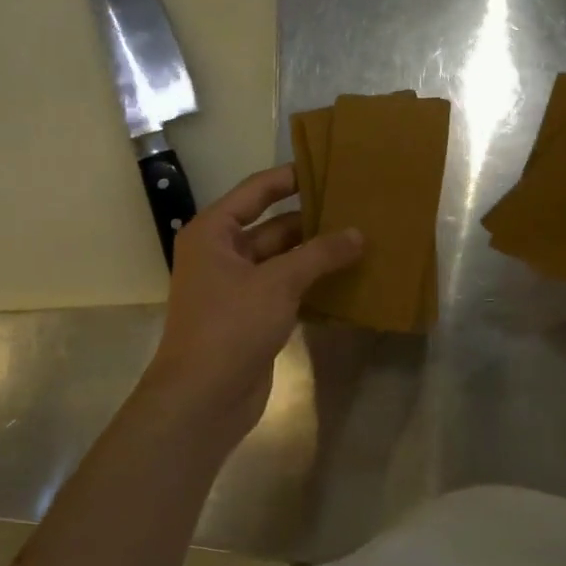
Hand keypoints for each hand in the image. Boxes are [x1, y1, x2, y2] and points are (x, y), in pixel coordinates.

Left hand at [135, 165, 362, 448]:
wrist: (203, 398)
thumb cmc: (231, 327)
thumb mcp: (278, 282)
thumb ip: (320, 254)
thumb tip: (359, 234)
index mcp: (214, 233)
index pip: (256, 191)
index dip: (290, 177)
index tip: (328, 166)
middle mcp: (223, 254)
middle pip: (274, 226)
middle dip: (314, 220)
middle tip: (358, 208)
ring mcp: (238, 287)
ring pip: (285, 259)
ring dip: (318, 254)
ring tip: (362, 239)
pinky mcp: (254, 316)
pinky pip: (289, 288)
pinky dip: (315, 283)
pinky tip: (349, 278)